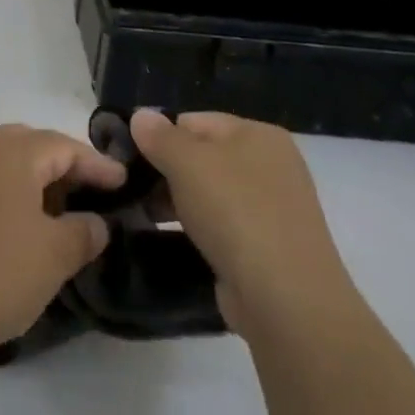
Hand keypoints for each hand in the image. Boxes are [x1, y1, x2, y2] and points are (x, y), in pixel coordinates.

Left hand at [0, 123, 127, 360]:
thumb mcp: (52, 258)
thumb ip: (83, 233)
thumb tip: (94, 222)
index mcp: (11, 153)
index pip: (64, 145)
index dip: (97, 164)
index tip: (123, 182)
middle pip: (30, 144)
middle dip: (62, 165)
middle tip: (87, 195)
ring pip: (0, 162)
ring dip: (30, 180)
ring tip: (52, 215)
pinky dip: (2, 194)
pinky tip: (10, 228)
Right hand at [129, 110, 345, 329]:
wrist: (284, 298)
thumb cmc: (235, 213)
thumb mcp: (187, 163)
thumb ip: (160, 136)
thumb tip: (140, 116)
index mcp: (258, 134)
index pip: (194, 121)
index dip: (160, 137)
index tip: (130, 161)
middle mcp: (270, 164)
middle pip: (202, 155)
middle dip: (166, 171)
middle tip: (133, 191)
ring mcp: (271, 207)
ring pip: (209, 191)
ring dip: (177, 200)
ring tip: (146, 215)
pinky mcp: (266, 244)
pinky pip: (221, 223)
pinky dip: (197, 227)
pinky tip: (175, 238)